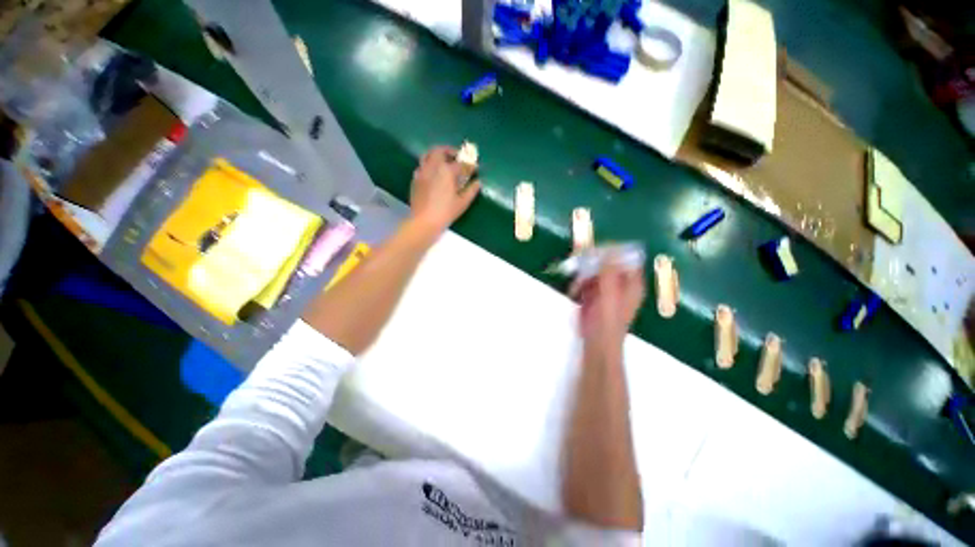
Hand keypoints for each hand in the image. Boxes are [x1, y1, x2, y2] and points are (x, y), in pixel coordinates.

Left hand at [409, 146, 481, 234]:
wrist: (424, 222)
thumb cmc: (446, 212)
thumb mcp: (462, 203)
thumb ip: (471, 190)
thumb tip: (478, 182)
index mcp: (446, 171)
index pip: (461, 163)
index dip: (470, 164)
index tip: (475, 167)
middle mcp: (433, 167)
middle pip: (440, 150)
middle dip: (450, 151)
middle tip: (457, 157)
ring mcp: (422, 172)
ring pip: (428, 155)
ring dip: (437, 155)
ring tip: (444, 162)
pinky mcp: (415, 180)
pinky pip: (422, 166)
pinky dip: (429, 165)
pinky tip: (434, 174)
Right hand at [571, 259, 645, 353]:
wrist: (596, 341)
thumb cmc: (607, 320)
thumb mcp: (610, 294)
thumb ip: (609, 272)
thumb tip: (607, 250)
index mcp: (632, 282)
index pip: (626, 258)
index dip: (613, 250)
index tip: (597, 248)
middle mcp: (620, 282)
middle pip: (608, 262)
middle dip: (593, 261)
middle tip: (580, 260)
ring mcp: (605, 288)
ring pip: (595, 270)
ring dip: (583, 273)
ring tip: (577, 283)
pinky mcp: (593, 294)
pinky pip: (586, 280)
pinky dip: (579, 283)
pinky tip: (575, 291)